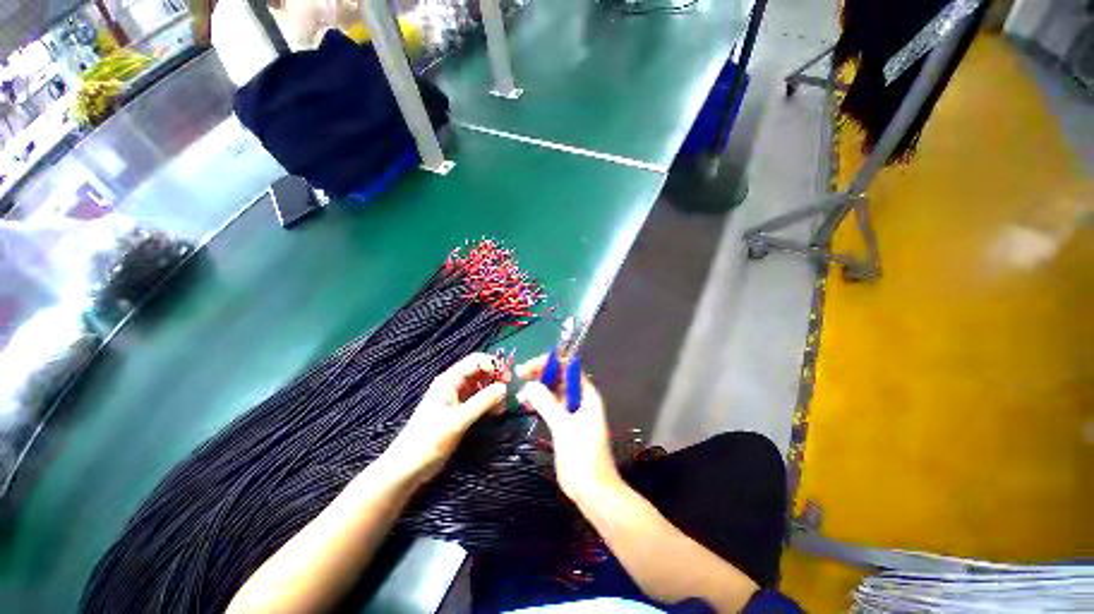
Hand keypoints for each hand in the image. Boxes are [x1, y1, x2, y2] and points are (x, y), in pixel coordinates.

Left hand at [385, 353, 506, 480]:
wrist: (407, 468)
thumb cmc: (429, 440)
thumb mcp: (458, 420)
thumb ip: (482, 402)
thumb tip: (504, 387)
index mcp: (449, 380)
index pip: (476, 360)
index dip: (493, 364)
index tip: (508, 378)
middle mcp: (453, 384)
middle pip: (479, 371)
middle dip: (496, 377)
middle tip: (510, 390)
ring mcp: (456, 398)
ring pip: (480, 385)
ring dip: (493, 390)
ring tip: (504, 404)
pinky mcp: (458, 411)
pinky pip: (478, 399)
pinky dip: (488, 402)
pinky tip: (496, 411)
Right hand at [516, 355, 619, 502]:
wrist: (594, 491)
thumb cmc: (583, 457)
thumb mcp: (563, 427)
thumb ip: (546, 403)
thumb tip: (529, 385)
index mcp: (587, 395)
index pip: (569, 368)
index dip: (550, 363)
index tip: (529, 367)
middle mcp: (581, 399)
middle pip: (560, 378)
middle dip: (541, 374)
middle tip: (520, 376)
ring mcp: (574, 412)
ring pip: (554, 392)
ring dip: (539, 389)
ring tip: (521, 393)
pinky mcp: (567, 424)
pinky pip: (552, 406)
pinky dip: (540, 403)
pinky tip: (527, 404)